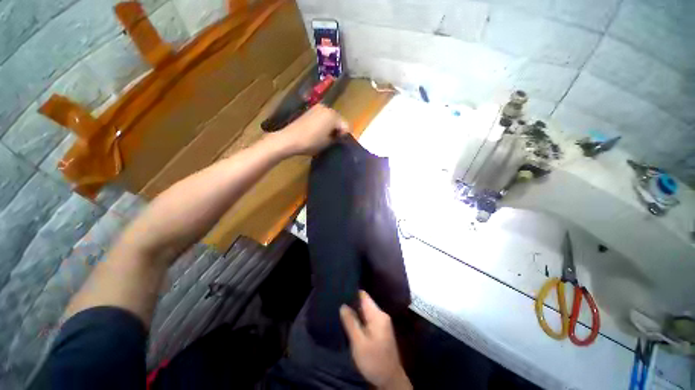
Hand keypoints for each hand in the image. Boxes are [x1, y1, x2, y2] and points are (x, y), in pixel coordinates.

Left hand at [276, 104, 349, 155]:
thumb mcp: (327, 143)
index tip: (340, 143)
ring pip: (331, 118)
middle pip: (339, 120)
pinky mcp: (310, 110)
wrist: (289, 139)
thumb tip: (339, 137)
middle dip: (338, 129)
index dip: (345, 136)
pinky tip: (319, 132)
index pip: (346, 126)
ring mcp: (317, 108)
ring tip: (326, 137)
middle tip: (334, 141)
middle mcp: (327, 108)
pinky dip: (324, 123)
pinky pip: (323, 116)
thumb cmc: (311, 142)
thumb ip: (336, 138)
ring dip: (331, 126)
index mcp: (333, 116)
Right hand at [340, 291, 411, 389]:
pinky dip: (358, 319)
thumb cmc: (374, 361)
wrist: (390, 380)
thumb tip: (343, 305)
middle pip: (364, 302)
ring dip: (354, 312)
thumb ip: (351, 322)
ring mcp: (381, 322)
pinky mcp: (380, 330)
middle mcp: (381, 315)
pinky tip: (349, 322)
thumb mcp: (359, 343)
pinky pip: (367, 319)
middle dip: (351, 303)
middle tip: (336, 303)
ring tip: (340, 310)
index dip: (351, 292)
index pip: (363, 296)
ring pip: (365, 311)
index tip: (339, 292)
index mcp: (378, 315)